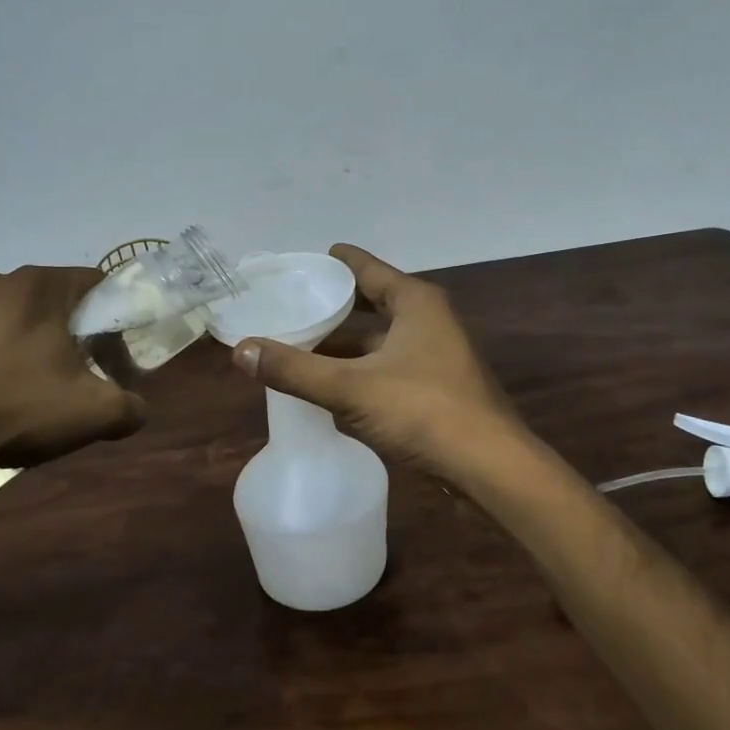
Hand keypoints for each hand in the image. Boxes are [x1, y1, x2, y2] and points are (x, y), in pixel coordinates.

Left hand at [0, 266, 144, 475]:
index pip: (90, 283)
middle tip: (54, 371)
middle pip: (39, 298)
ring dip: (4, 338)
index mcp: (37, 288)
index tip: (102, 349)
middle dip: (52, 327)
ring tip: (2, 384)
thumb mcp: (92, 415)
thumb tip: (138, 407)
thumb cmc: (13, 412)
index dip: (104, 315)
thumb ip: (131, 405)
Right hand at [229, 244, 518, 479]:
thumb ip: (294, 369)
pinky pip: (388, 367)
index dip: (334, 263)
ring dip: (345, 345)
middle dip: (334, 308)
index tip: (303, 262)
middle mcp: (429, 320)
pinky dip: (360, 371)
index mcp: (415, 302)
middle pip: (372, 303)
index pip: (367, 268)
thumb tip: (240, 350)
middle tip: (292, 307)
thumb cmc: (423, 411)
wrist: (489, 467)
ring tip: (300, 348)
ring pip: (379, 340)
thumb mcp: (350, 387)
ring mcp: (436, 355)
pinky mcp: (437, 388)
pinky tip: (331, 387)